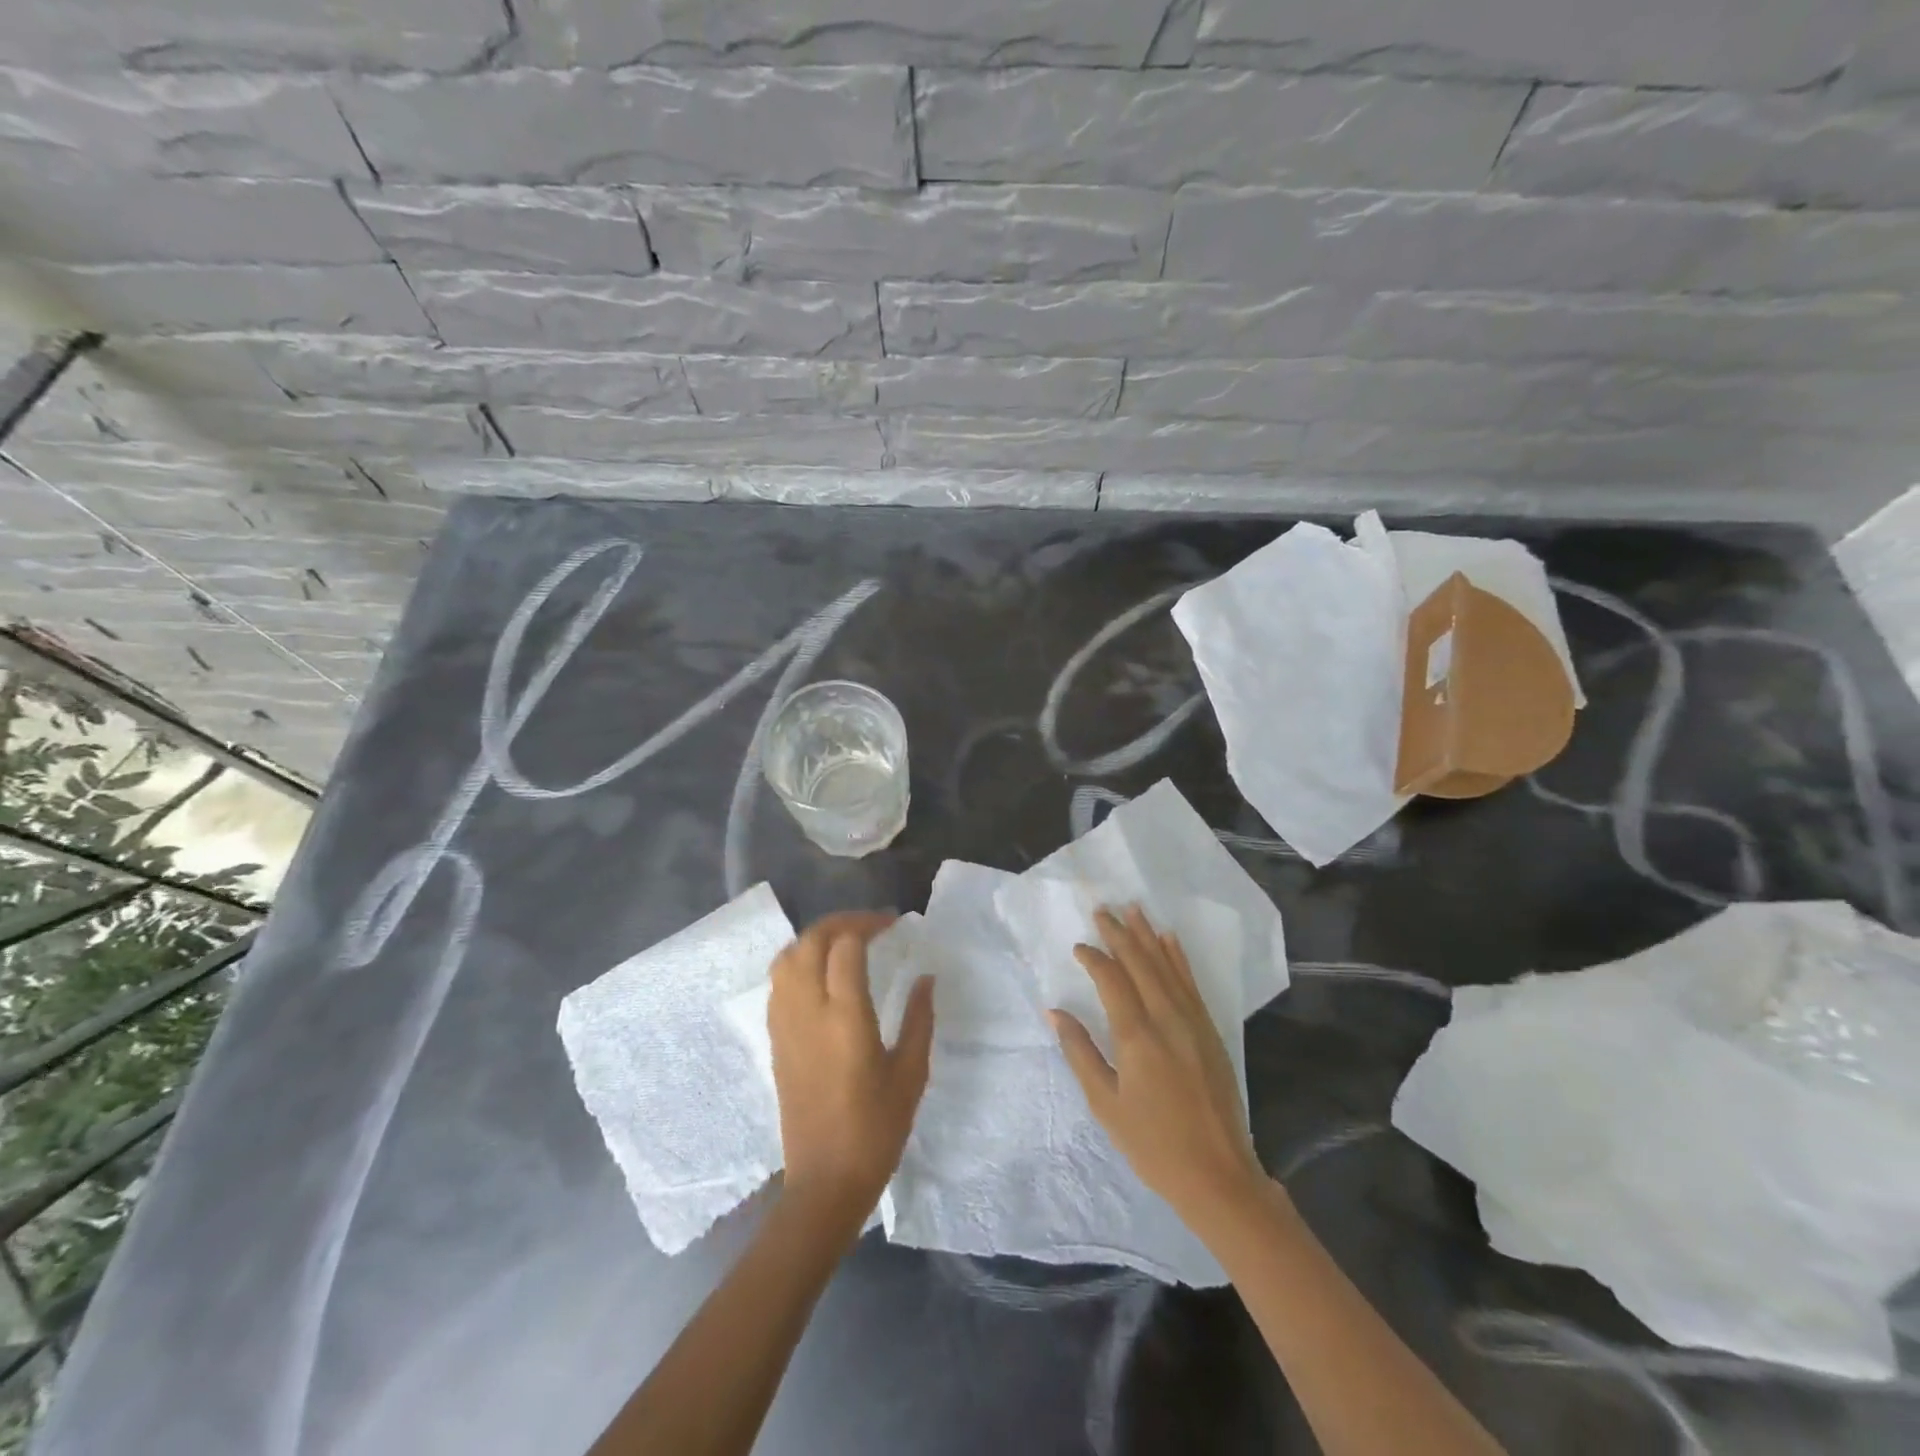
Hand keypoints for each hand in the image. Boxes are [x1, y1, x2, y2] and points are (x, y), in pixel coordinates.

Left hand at [767, 912, 934, 1221]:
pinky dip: (798, 960)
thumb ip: (919, 1019)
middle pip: (812, 941)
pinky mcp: (774, 1039)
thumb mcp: (911, 1074)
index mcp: (845, 1018)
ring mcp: (785, 1024)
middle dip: (841, 922)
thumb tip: (926, 978)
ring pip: (788, 956)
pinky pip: (779, 981)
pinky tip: (821, 973)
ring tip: (845, 942)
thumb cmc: (876, 1130)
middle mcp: (808, 1011)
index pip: (846, 946)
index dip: (869, 924)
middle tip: (872, 925)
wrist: (824, 1181)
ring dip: (816, 937)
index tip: (894, 923)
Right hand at [1051, 906, 1264, 1225]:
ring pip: (1167, 967)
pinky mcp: (1210, 1031)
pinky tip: (1170, 940)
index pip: (1112, 980)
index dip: (1094, 958)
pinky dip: (1178, 958)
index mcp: (1137, 1036)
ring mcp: (1193, 1022)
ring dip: (1148, 936)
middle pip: (1140, 964)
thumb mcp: (1105, 1104)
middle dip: (1120, 934)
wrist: (1219, 1174)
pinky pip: (1190, 983)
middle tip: (1103, 909)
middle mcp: (1167, 1019)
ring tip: (1134, 909)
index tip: (1079, 946)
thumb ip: (1080, 1052)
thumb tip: (1055, 1011)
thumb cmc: (1153, 1144)